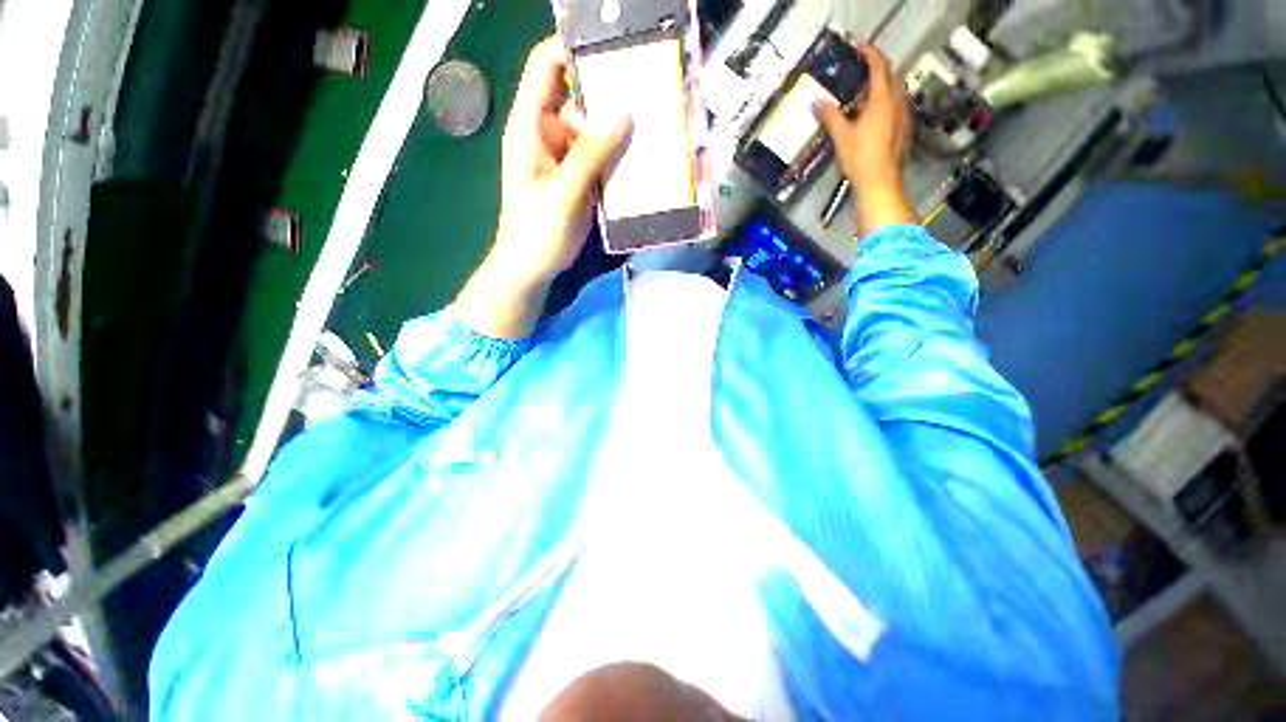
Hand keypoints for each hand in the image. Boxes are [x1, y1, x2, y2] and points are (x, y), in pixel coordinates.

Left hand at [455, 36, 632, 338]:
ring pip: (594, 130)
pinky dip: (618, 156)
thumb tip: (624, 110)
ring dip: (619, 130)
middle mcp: (548, 134)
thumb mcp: (564, 192)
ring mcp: (565, 158)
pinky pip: (600, 157)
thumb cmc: (537, 233)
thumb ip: (592, 152)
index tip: (612, 44)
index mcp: (531, 127)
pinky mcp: (578, 179)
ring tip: (654, 124)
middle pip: (578, 97)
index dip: (572, 47)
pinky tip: (641, 157)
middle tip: (649, 92)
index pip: (545, 66)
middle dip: (610, 94)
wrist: (531, 271)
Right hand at [813, 43, 915, 235]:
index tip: (858, 45)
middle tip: (863, 68)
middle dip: (879, 67)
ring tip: (868, 90)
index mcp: (882, 100)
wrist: (880, 183)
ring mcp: (903, 116)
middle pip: (892, 75)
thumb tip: (816, 101)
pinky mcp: (904, 130)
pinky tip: (876, 113)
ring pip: (897, 90)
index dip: (869, 53)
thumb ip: (830, 116)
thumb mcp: (841, 136)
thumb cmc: (860, 157)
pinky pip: (897, 106)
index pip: (879, 67)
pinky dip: (887, 101)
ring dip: (884, 85)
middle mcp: (897, 102)